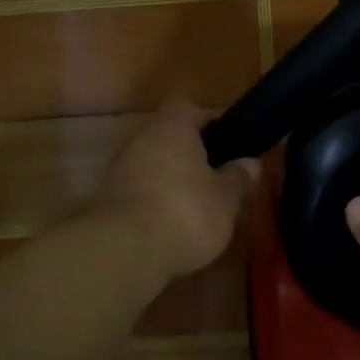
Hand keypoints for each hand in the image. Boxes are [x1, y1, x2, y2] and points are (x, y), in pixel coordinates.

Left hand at [96, 101, 259, 280]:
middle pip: (169, 137)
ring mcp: (120, 169)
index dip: (210, 121)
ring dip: (172, 179)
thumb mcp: (226, 198)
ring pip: (153, 164)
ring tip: (198, 205)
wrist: (124, 250)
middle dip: (192, 154)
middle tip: (217, 176)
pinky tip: (172, 223)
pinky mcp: (108, 199)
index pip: (189, 108)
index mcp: (172, 128)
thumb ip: (238, 177)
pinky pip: (140, 189)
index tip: (229, 141)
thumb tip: (251, 162)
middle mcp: (141, 139)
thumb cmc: (186, 212)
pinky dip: (155, 200)